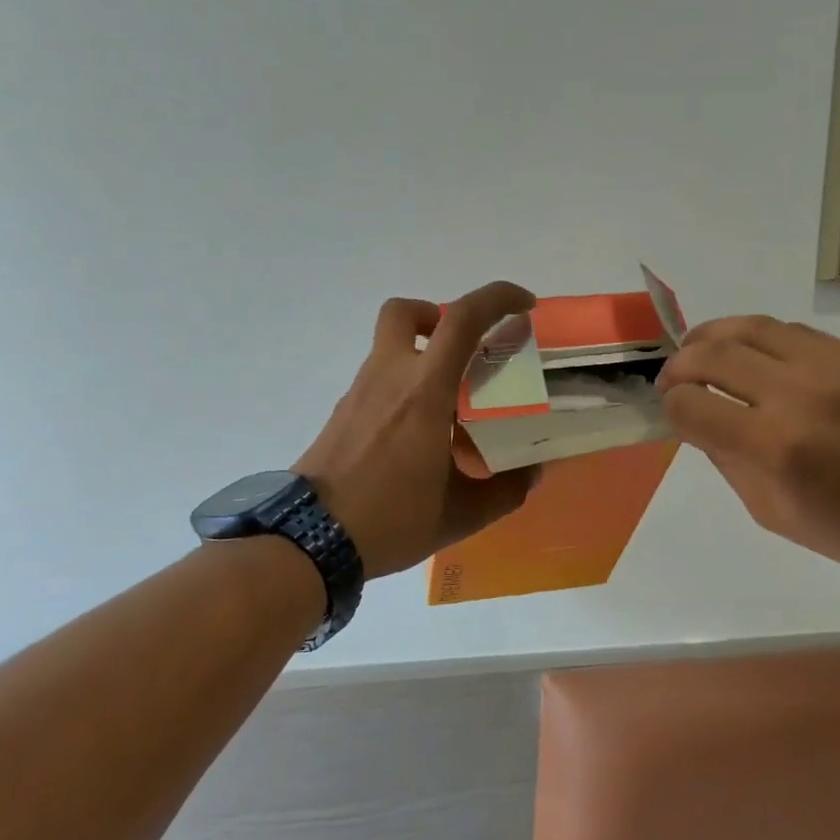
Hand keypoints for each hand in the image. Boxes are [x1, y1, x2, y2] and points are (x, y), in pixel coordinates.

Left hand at [295, 281, 540, 578]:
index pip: (462, 319)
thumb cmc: (391, 518)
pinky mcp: (344, 411)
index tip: (524, 306)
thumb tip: (530, 473)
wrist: (310, 540)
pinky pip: (380, 377)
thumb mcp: (460, 514)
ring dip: (423, 352)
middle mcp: (390, 376)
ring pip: (390, 344)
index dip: (498, 298)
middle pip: (407, 311)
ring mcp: (360, 392)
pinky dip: (404, 384)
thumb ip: (504, 491)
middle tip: (467, 350)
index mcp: (425, 390)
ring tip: (450, 401)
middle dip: (441, 315)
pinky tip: (418, 432)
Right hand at [656, 315, 839, 587]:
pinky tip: (751, 352)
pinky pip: (791, 330)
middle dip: (679, 365)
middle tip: (672, 378)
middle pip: (712, 355)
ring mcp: (830, 366)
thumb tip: (700, 421)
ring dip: (712, 336)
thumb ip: (728, 462)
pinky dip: (758, 336)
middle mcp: (796, 395)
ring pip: (750, 326)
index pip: (691, 405)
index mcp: (773, 447)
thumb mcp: (774, 514)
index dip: (671, 408)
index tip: (673, 413)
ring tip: (699, 350)